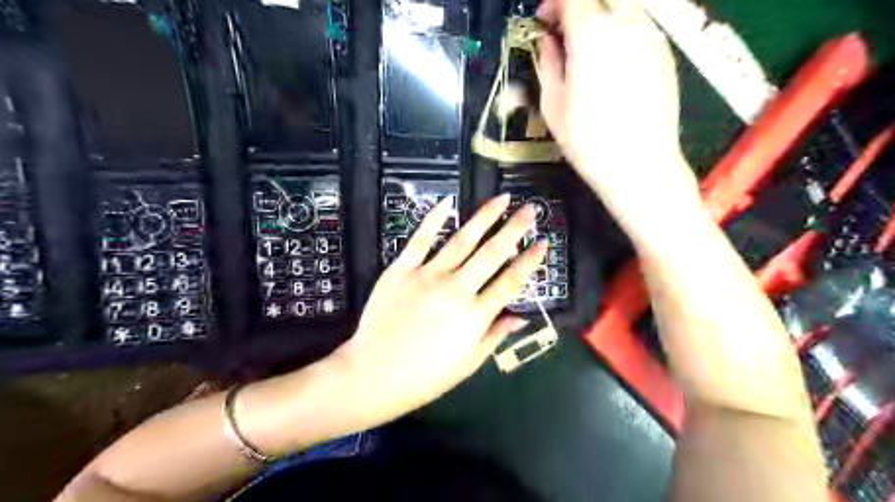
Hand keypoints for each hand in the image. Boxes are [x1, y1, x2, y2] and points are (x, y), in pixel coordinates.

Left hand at [333, 196, 546, 426]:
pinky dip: (434, 219)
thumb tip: (522, 316)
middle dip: (514, 229)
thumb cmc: (426, 375)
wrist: (374, 374)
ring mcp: (428, 276)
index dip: (530, 260)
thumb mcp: (469, 362)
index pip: (511, 281)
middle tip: (529, 209)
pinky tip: (449, 201)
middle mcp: (456, 289)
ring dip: (485, 218)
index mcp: (475, 315)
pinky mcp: (401, 269)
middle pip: (492, 253)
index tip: (544, 242)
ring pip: (462, 240)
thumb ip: (496, 334)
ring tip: (502, 199)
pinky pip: (420, 239)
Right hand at [533, 0, 702, 241]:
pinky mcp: (666, 54)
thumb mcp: (553, 105)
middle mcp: (625, 25)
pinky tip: (613, 67)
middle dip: (579, 7)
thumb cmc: (589, 141)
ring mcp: (651, 37)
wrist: (640, 165)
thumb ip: (548, 63)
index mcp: (591, 35)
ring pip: (624, 9)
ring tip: (589, 51)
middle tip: (566, 33)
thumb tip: (548, 42)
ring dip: (602, 18)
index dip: (552, 4)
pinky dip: (622, 34)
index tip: (544, 23)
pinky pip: (640, 29)